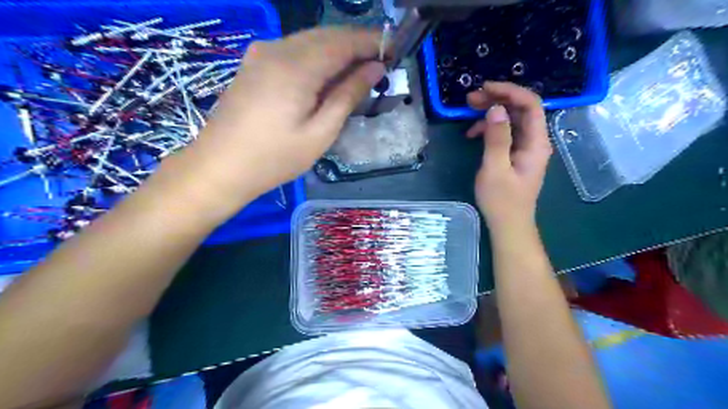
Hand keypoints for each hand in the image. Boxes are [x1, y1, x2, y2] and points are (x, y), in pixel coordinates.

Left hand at [171, 25, 386, 212]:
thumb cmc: (275, 158)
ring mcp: (261, 53)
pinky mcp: (253, 63)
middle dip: (355, 44)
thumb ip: (348, 95)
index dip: (370, 43)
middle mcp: (277, 49)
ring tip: (357, 70)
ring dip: (336, 50)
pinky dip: (316, 56)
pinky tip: (326, 75)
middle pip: (326, 35)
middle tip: (378, 62)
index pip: (343, 42)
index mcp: (296, 66)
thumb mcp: (320, 132)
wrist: (220, 167)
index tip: (393, 51)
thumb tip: (375, 68)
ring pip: (309, 40)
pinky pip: (293, 50)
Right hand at [466, 81, 551, 229]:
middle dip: (497, 98)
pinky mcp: (516, 154)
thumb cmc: (502, 201)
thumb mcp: (495, 169)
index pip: (530, 104)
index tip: (485, 88)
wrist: (508, 225)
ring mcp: (525, 148)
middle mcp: (535, 141)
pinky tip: (473, 133)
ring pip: (512, 119)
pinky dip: (490, 128)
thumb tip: (496, 109)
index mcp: (536, 142)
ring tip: (468, 111)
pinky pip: (506, 133)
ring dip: (491, 111)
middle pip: (521, 109)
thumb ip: (497, 138)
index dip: (509, 91)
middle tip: (471, 98)